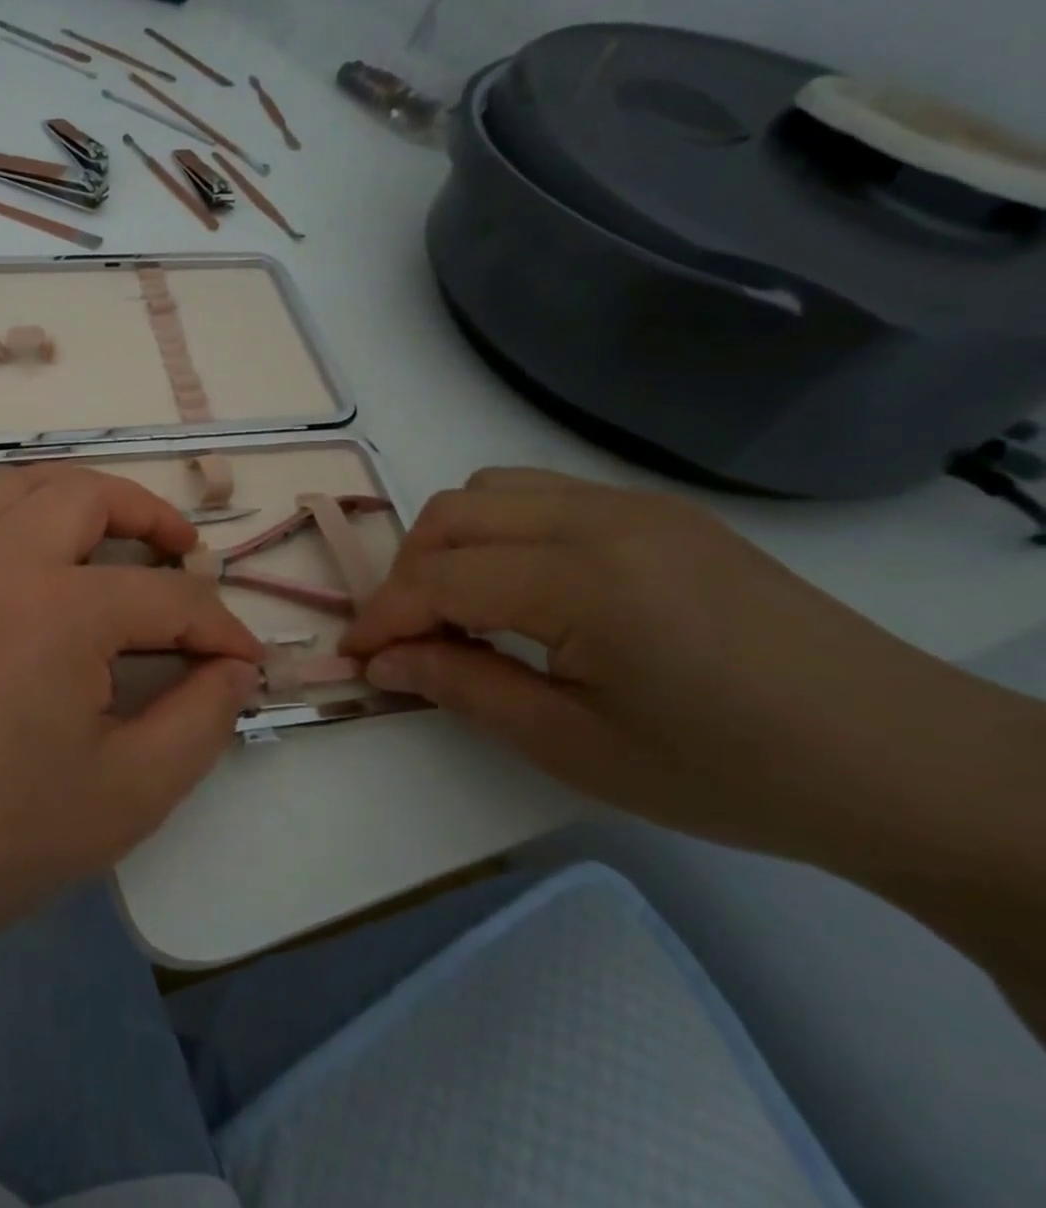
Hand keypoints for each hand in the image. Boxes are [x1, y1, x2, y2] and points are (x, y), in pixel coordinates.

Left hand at [0, 466, 263, 945]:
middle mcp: (2, 560)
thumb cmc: (4, 831)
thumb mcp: (132, 791)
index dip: (219, 629)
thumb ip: (202, 720)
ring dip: (79, 496)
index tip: (245, 659)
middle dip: (153, 518)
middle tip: (184, 557)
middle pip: (93, 496)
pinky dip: (2, 505)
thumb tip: (235, 668)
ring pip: (23, 484)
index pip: (168, 600)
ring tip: (110, 533)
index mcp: (62, 610)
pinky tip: (19, 538)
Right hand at [341, 468, 1034, 875]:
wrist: (905, 764)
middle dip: (407, 573)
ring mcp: (635, 505)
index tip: (356, 657)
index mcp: (584, 581)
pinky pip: (543, 494)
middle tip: (408, 637)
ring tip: (459, 607)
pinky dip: (500, 530)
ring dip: (451, 542)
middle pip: (453, 514)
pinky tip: (520, 588)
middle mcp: (601, 518)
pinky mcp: (659, 511)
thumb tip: (385, 661)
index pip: (439, 578)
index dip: (383, 617)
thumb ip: (464, 688)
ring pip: (492, 489)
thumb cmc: (733, 773)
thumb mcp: (576, 747)